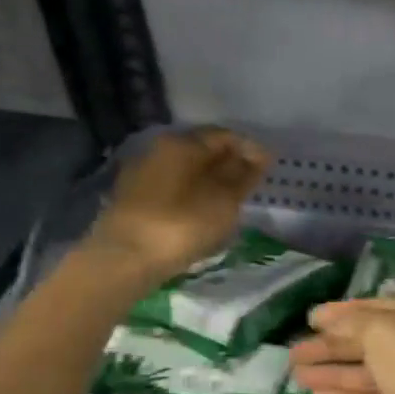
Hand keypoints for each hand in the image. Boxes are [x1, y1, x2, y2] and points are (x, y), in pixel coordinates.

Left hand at [84, 127, 268, 280]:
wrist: (126, 257)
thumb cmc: (182, 225)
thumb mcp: (224, 200)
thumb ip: (243, 175)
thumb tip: (258, 154)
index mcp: (182, 143)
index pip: (224, 135)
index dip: (249, 148)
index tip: (268, 167)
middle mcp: (159, 149)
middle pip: (201, 150)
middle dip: (228, 163)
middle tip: (250, 184)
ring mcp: (142, 172)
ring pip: (185, 169)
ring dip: (208, 180)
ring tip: (228, 201)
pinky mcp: (133, 198)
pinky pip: (171, 187)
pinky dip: (191, 194)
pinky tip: (201, 212)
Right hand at [289, 299, 394, 393]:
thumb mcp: (384, 331)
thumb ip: (353, 323)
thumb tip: (327, 320)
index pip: (376, 309)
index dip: (342, 313)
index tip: (310, 318)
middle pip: (367, 343)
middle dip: (330, 346)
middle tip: (293, 353)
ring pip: (364, 374)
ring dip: (331, 372)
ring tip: (296, 373)